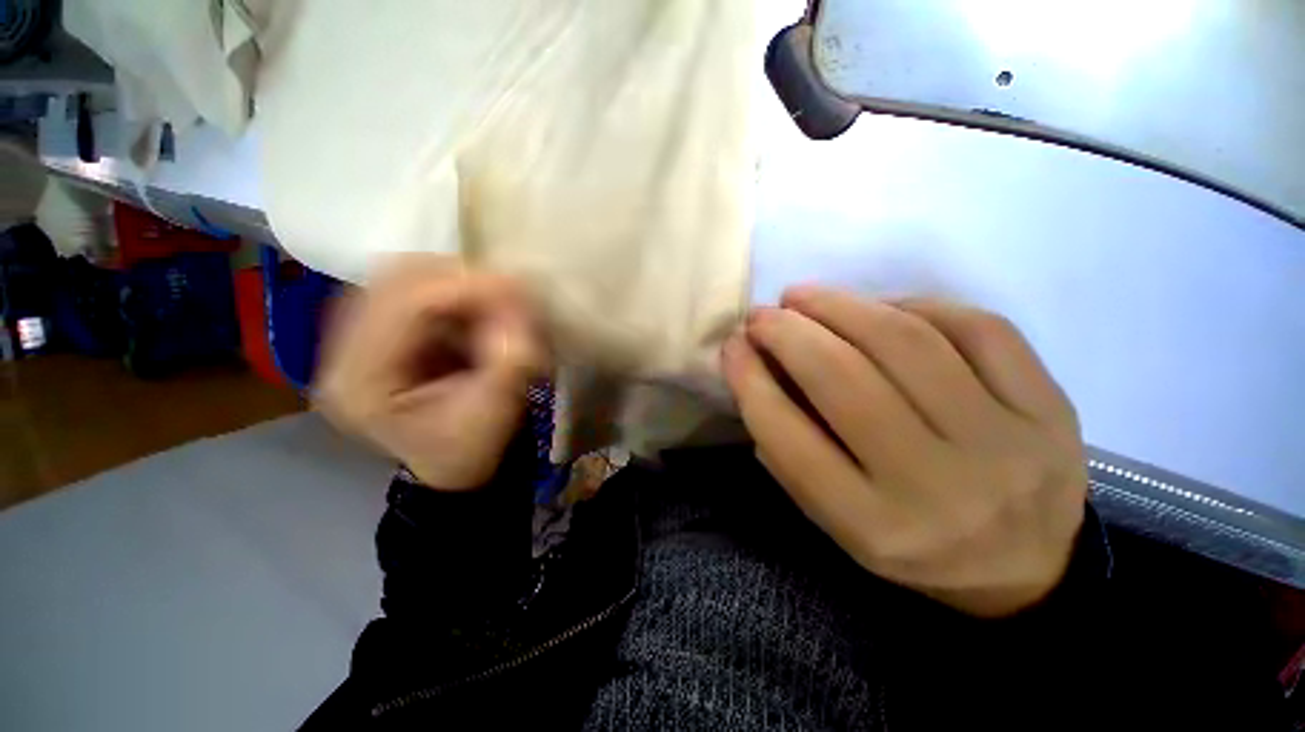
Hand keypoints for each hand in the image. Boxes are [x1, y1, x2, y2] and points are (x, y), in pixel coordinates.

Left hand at [315, 255, 547, 489]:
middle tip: (507, 292)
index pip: (404, 304)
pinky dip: (452, 291)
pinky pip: (413, 289)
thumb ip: (510, 360)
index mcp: (360, 381)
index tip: (515, 287)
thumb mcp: (495, 412)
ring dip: (455, 282)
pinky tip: (476, 309)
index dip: (463, 287)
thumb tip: (520, 308)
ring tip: (493, 302)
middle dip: (459, 278)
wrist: (454, 464)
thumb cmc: (471, 448)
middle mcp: (342, 351)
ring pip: (402, 276)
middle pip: (394, 279)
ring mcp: (355, 336)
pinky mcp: (378, 330)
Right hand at [722, 286, 1086, 616]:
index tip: (732, 345)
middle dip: (788, 333)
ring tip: (804, 297)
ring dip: (840, 305)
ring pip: (907, 341)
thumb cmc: (911, 544)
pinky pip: (979, 328)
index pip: (789, 438)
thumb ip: (790, 449)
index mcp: (875, 526)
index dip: (749, 380)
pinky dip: (915, 305)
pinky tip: (883, 308)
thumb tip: (756, 370)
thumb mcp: (836, 519)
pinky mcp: (1051, 407)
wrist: (1027, 569)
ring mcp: (1006, 442)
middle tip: (762, 314)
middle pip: (845, 380)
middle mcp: (938, 486)